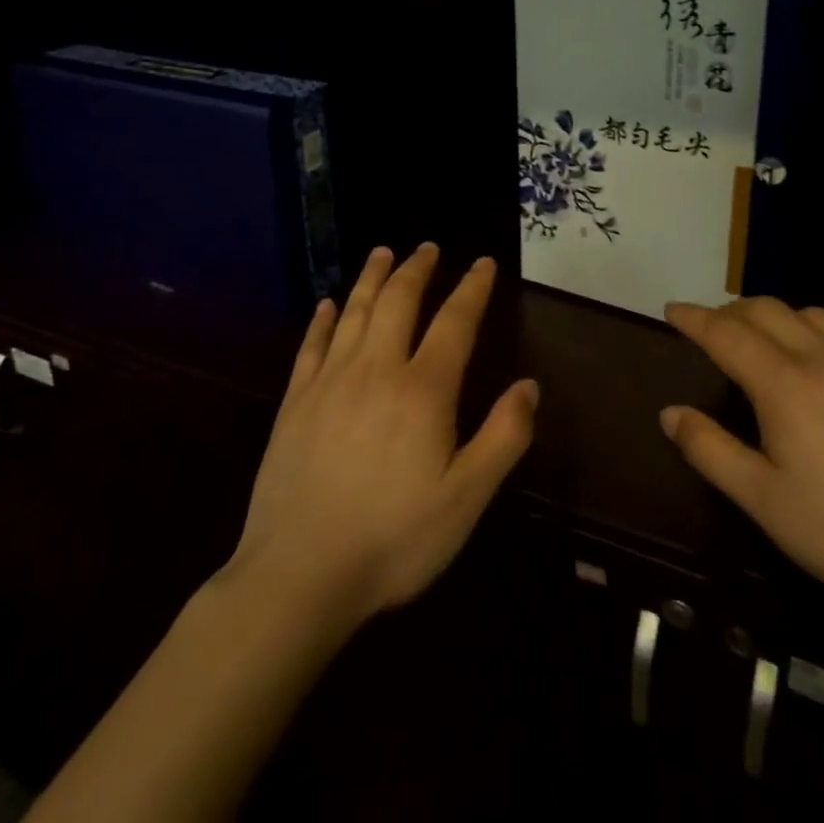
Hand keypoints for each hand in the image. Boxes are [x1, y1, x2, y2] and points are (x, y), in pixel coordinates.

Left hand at [224, 244, 538, 626]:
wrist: (298, 576)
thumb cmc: (393, 540)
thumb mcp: (466, 499)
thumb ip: (503, 437)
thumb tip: (529, 386)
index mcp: (423, 390)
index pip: (455, 322)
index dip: (472, 288)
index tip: (483, 263)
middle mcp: (376, 370)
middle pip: (399, 302)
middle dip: (417, 269)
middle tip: (428, 247)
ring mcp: (329, 382)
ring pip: (355, 312)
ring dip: (372, 278)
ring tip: (383, 253)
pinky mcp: (295, 402)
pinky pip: (311, 346)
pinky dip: (322, 320)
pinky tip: (326, 305)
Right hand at [660, 297, 823, 625]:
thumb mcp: (762, 500)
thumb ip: (710, 450)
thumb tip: (670, 413)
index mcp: (785, 385)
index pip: (726, 334)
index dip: (694, 318)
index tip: (671, 310)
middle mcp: (822, 360)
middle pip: (765, 309)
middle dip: (728, 311)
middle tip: (707, 329)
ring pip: (807, 313)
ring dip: (771, 314)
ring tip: (757, 340)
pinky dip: (808, 329)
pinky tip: (812, 366)